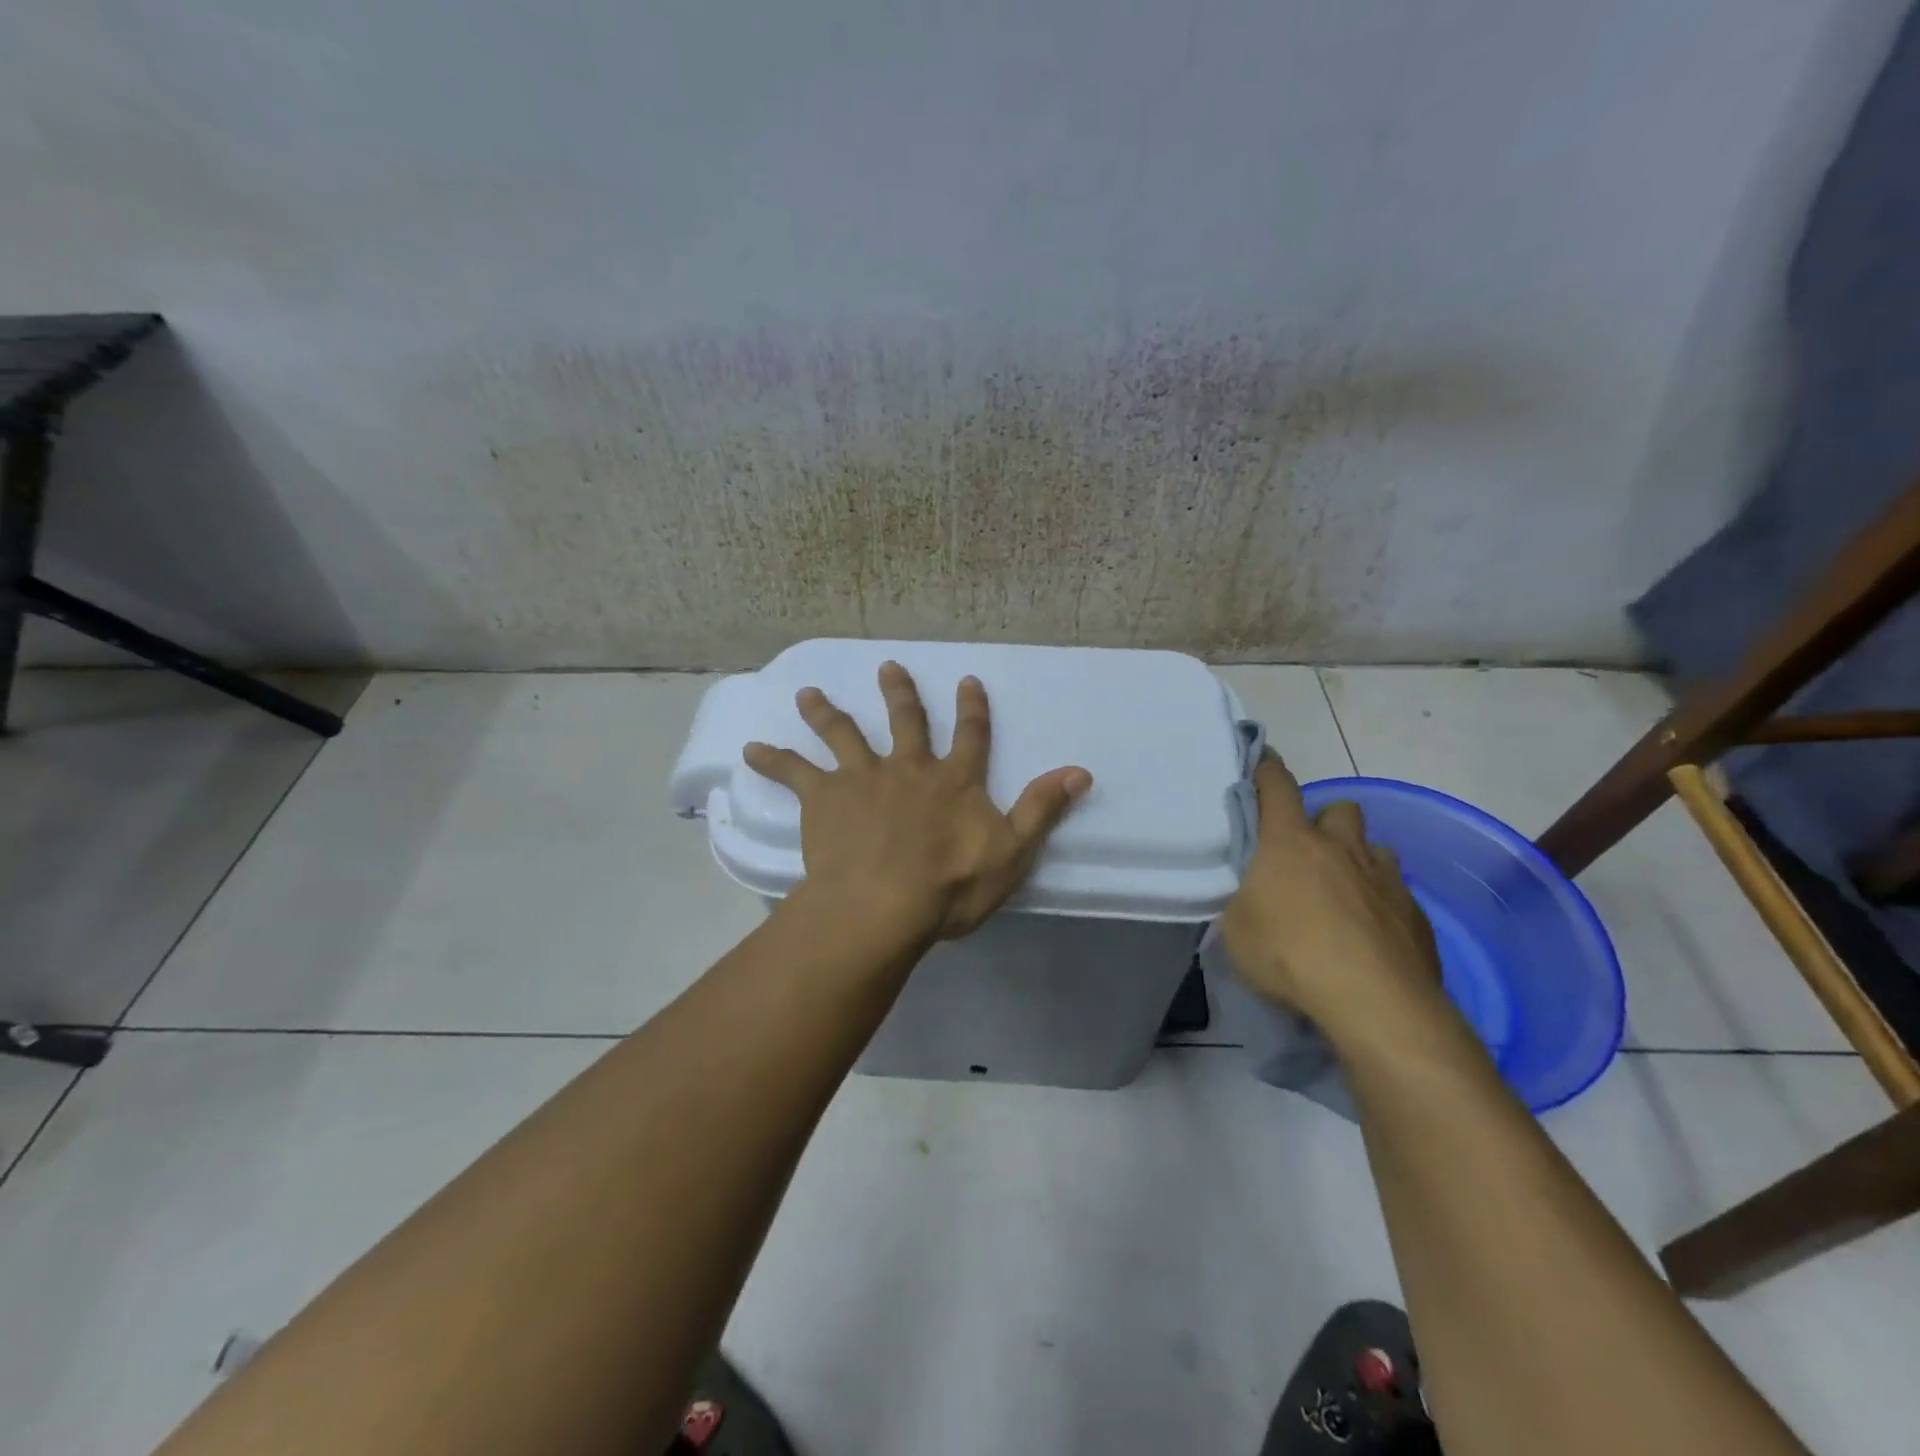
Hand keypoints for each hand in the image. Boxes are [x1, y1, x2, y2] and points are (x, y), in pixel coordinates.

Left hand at [742, 662, 1092, 940]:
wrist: (883, 905)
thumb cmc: (950, 886)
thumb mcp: (1011, 852)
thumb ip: (1042, 809)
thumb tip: (1080, 772)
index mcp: (953, 781)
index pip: (970, 736)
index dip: (973, 709)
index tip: (968, 680)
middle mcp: (908, 768)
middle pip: (905, 721)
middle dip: (899, 692)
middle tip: (888, 666)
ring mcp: (863, 778)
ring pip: (844, 734)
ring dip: (826, 712)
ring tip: (807, 693)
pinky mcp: (824, 798)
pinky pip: (794, 772)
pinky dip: (773, 759)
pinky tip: (750, 749)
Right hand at [1221, 752, 1442, 1034]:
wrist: (1373, 1002)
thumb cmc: (1289, 955)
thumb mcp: (1237, 930)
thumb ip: (1243, 902)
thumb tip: (1252, 899)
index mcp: (1290, 842)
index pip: (1277, 786)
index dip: (1267, 770)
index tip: (1262, 761)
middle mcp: (1341, 848)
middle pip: (1341, 809)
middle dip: (1325, 823)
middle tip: (1308, 854)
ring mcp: (1385, 878)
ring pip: (1375, 849)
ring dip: (1358, 862)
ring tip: (1344, 895)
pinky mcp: (1416, 914)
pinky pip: (1396, 893)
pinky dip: (1380, 904)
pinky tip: (1369, 936)